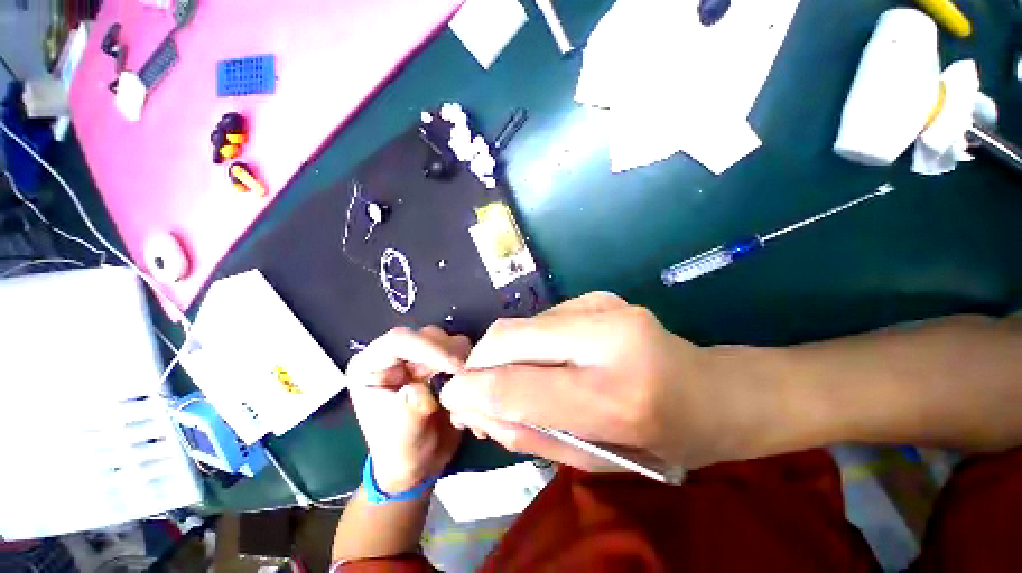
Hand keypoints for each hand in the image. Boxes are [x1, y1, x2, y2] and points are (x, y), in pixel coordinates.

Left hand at [347, 326, 470, 492]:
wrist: (420, 461)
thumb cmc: (402, 450)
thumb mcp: (400, 437)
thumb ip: (407, 411)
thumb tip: (418, 388)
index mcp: (372, 365)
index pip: (399, 340)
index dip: (429, 349)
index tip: (455, 367)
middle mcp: (395, 353)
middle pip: (428, 335)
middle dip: (449, 356)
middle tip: (463, 380)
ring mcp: (419, 355)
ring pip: (448, 339)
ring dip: (461, 360)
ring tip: (462, 386)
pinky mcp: (440, 359)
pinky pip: (461, 349)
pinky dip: (469, 363)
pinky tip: (466, 384)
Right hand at [439, 292, 761, 470]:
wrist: (711, 392)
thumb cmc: (658, 441)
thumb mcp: (593, 458)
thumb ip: (528, 433)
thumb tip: (476, 408)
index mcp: (617, 395)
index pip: (519, 383)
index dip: (475, 388)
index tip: (451, 398)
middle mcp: (609, 335)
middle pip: (510, 336)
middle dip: (479, 361)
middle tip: (474, 388)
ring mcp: (605, 305)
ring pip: (523, 324)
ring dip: (505, 353)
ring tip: (513, 378)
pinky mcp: (600, 296)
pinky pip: (542, 320)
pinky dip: (529, 342)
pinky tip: (546, 359)